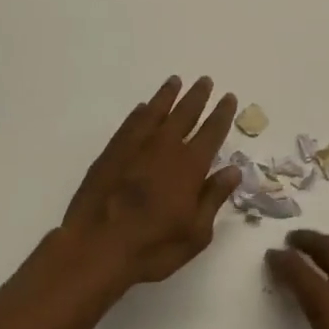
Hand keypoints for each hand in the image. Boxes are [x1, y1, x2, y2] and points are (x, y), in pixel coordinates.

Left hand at [61, 76, 241, 291]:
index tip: (229, 98)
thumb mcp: (195, 233)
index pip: (211, 132)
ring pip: (155, 112)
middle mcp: (164, 148)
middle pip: (184, 114)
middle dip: (197, 97)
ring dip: (167, 96)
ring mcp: (134, 148)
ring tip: (175, 81)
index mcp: (189, 167)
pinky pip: (129, 125)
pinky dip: (140, 114)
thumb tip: (233, 170)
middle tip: (205, 81)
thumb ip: (214, 197)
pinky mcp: (110, 154)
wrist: (96, 248)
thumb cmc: (153, 248)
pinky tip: (143, 108)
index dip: (222, 114)